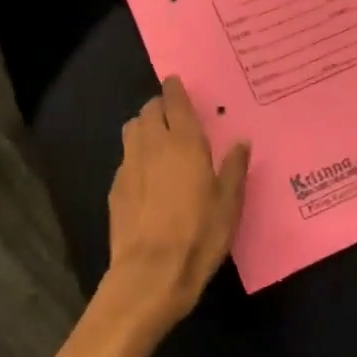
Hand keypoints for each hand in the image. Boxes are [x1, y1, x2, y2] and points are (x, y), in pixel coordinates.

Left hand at [104, 76, 250, 328]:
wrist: (150, 274)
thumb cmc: (199, 235)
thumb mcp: (229, 204)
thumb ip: (234, 169)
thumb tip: (241, 142)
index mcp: (185, 143)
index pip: (175, 102)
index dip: (175, 89)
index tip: (176, 82)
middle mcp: (153, 145)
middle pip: (149, 111)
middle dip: (160, 106)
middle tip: (174, 115)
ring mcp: (129, 166)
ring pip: (132, 130)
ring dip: (144, 126)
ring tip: (159, 140)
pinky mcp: (115, 188)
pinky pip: (126, 158)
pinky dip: (136, 156)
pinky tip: (147, 176)